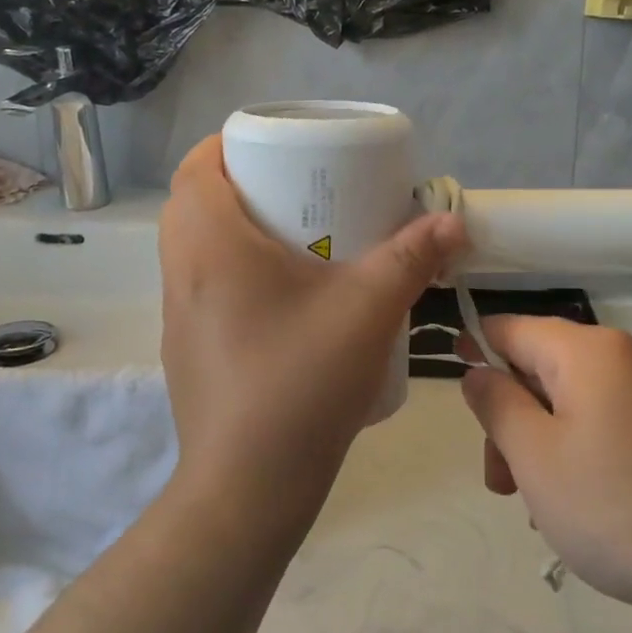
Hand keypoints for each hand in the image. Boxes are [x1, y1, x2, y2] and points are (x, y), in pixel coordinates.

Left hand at [159, 135, 464, 532]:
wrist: (247, 488)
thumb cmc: (300, 382)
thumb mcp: (367, 310)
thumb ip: (411, 258)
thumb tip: (452, 221)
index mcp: (211, 246)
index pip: (196, 167)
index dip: (230, 144)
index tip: (278, 147)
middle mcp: (182, 274)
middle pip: (195, 204)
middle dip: (243, 185)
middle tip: (299, 189)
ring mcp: (179, 317)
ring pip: (196, 249)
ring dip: (237, 231)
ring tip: (298, 240)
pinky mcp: (188, 352)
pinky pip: (204, 288)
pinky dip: (235, 273)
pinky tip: (286, 301)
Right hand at [461, 317, 631, 616]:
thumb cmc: (616, 507)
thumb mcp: (535, 457)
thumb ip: (496, 404)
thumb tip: (477, 370)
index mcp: (588, 350)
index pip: (512, 328)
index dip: (476, 352)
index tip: (461, 398)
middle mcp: (624, 356)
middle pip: (542, 368)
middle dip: (511, 419)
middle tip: (502, 484)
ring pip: (572, 401)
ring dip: (542, 443)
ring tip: (539, 508)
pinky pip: (606, 422)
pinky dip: (579, 452)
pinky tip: (580, 505)